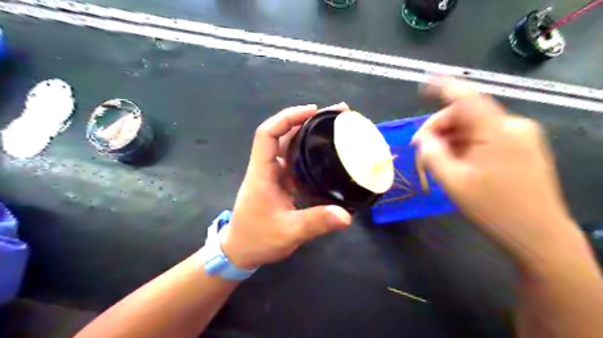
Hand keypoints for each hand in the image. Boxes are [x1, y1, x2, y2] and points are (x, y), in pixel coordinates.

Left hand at [220, 103, 353, 268]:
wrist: (241, 251)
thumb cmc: (256, 239)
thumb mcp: (287, 232)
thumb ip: (315, 223)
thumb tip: (346, 216)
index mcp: (262, 173)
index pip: (267, 134)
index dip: (287, 117)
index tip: (312, 111)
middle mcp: (268, 168)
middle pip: (284, 135)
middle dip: (308, 121)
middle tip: (337, 115)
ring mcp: (275, 175)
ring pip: (291, 147)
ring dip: (311, 135)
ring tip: (337, 129)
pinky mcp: (282, 184)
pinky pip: (297, 162)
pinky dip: (311, 154)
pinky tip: (329, 155)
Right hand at [413, 79, 580, 263]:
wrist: (538, 234)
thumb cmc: (493, 208)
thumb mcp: (453, 182)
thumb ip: (432, 155)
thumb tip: (421, 138)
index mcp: (498, 131)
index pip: (467, 97)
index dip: (443, 87)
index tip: (423, 85)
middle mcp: (513, 126)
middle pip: (468, 114)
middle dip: (440, 128)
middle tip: (421, 148)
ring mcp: (522, 136)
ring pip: (476, 127)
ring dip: (452, 139)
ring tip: (438, 159)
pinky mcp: (524, 147)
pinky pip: (487, 137)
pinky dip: (467, 144)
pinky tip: (458, 161)